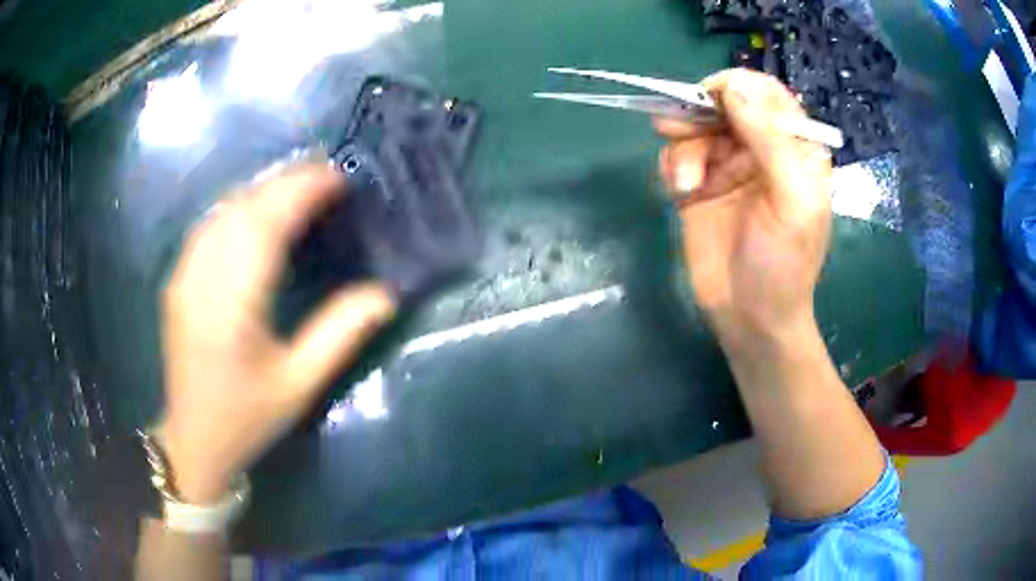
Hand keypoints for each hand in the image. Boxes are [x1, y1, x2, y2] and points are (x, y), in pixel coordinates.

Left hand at [159, 163, 395, 503]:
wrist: (193, 439)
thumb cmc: (247, 419)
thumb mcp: (299, 385)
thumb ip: (340, 335)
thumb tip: (385, 293)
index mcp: (232, 305)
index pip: (266, 225)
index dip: (301, 191)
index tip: (337, 177)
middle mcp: (202, 279)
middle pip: (243, 207)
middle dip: (286, 181)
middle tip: (327, 174)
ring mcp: (184, 276)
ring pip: (223, 209)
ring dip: (262, 189)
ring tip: (298, 186)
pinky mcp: (177, 279)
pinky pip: (208, 225)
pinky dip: (238, 206)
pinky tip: (256, 210)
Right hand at [656, 69, 831, 347]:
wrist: (750, 318)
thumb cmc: (783, 264)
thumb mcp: (792, 202)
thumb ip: (771, 141)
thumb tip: (735, 87)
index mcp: (793, 147)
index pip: (764, 93)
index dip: (736, 87)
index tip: (711, 101)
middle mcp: (760, 149)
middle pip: (722, 103)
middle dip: (698, 113)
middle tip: (676, 129)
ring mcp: (727, 166)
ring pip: (695, 127)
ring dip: (684, 146)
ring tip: (686, 182)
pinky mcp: (699, 185)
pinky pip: (677, 154)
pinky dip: (672, 166)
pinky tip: (679, 191)